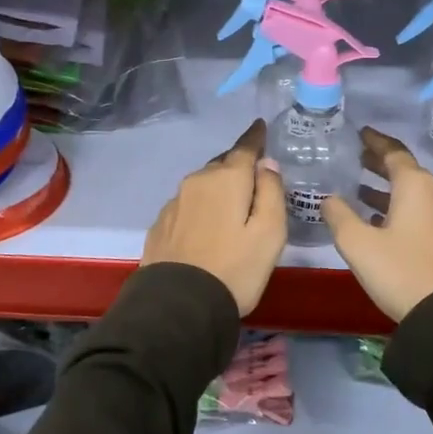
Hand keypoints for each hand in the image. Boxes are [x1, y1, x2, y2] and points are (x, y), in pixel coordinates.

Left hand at [141, 120, 286, 315]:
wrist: (178, 307)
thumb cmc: (235, 268)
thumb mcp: (270, 232)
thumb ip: (271, 192)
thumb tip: (265, 164)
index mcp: (226, 178)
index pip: (244, 147)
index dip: (255, 137)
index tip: (260, 126)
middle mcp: (197, 182)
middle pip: (222, 165)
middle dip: (238, 166)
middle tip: (254, 177)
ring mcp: (175, 203)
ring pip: (203, 185)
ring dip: (218, 188)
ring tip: (232, 205)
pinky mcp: (161, 225)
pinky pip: (188, 205)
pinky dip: (201, 207)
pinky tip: (207, 226)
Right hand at [322, 128, 432, 321]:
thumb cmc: (401, 270)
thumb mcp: (358, 244)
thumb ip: (339, 215)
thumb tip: (329, 199)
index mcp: (415, 185)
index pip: (393, 152)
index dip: (375, 142)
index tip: (361, 133)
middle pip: (406, 169)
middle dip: (380, 164)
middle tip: (358, 159)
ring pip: (415, 191)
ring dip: (390, 188)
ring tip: (362, 191)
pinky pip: (424, 208)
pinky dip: (402, 206)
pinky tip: (383, 220)